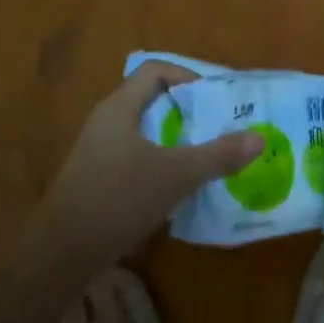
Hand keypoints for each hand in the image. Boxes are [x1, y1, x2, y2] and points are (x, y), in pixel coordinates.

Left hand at [33, 63, 262, 270]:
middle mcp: (107, 123)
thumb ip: (218, 155)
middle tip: (223, 126)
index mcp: (119, 109)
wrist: (65, 251)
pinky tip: (184, 184)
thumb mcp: (177, 175)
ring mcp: (101, 152)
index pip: (155, 71)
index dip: (188, 77)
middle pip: (153, 100)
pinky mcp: (101, 177)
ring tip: (212, 154)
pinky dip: (164, 161)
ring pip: (147, 132)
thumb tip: (259, 137)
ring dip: (179, 139)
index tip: (217, 98)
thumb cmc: (119, 199)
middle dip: (190, 111)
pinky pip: (140, 156)